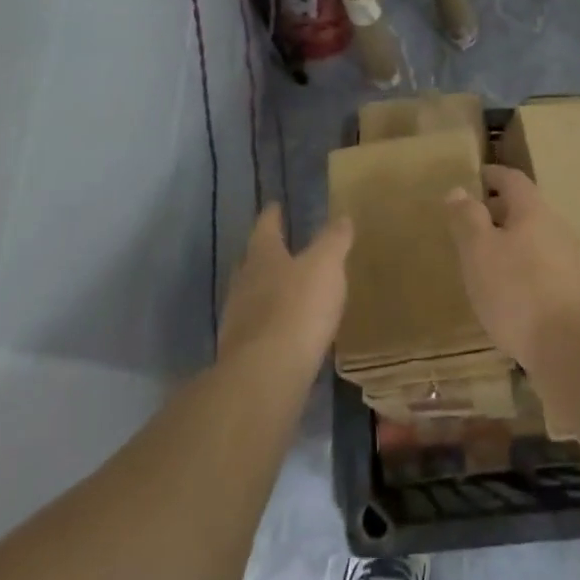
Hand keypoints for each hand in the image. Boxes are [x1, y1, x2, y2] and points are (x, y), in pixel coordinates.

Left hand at [217, 206, 352, 372]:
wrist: (266, 374)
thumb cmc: (298, 307)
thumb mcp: (326, 265)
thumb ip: (333, 241)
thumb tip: (342, 217)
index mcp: (262, 257)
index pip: (265, 228)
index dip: (272, 216)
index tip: (274, 205)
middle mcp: (243, 284)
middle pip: (251, 262)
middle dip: (264, 254)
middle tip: (277, 247)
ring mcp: (238, 321)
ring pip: (250, 296)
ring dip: (265, 291)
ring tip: (284, 290)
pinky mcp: (241, 354)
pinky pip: (256, 329)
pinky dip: (269, 324)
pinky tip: (283, 330)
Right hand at [443, 163, 579, 372]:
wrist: (574, 350)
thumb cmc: (518, 292)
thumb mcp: (479, 251)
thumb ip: (467, 218)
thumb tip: (459, 189)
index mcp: (533, 211)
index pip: (513, 180)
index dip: (493, 175)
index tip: (476, 177)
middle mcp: (557, 228)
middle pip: (526, 209)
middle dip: (500, 211)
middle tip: (473, 223)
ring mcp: (572, 262)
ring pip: (536, 240)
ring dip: (512, 243)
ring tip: (487, 261)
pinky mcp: (577, 293)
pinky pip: (544, 268)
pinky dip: (524, 269)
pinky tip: (510, 294)